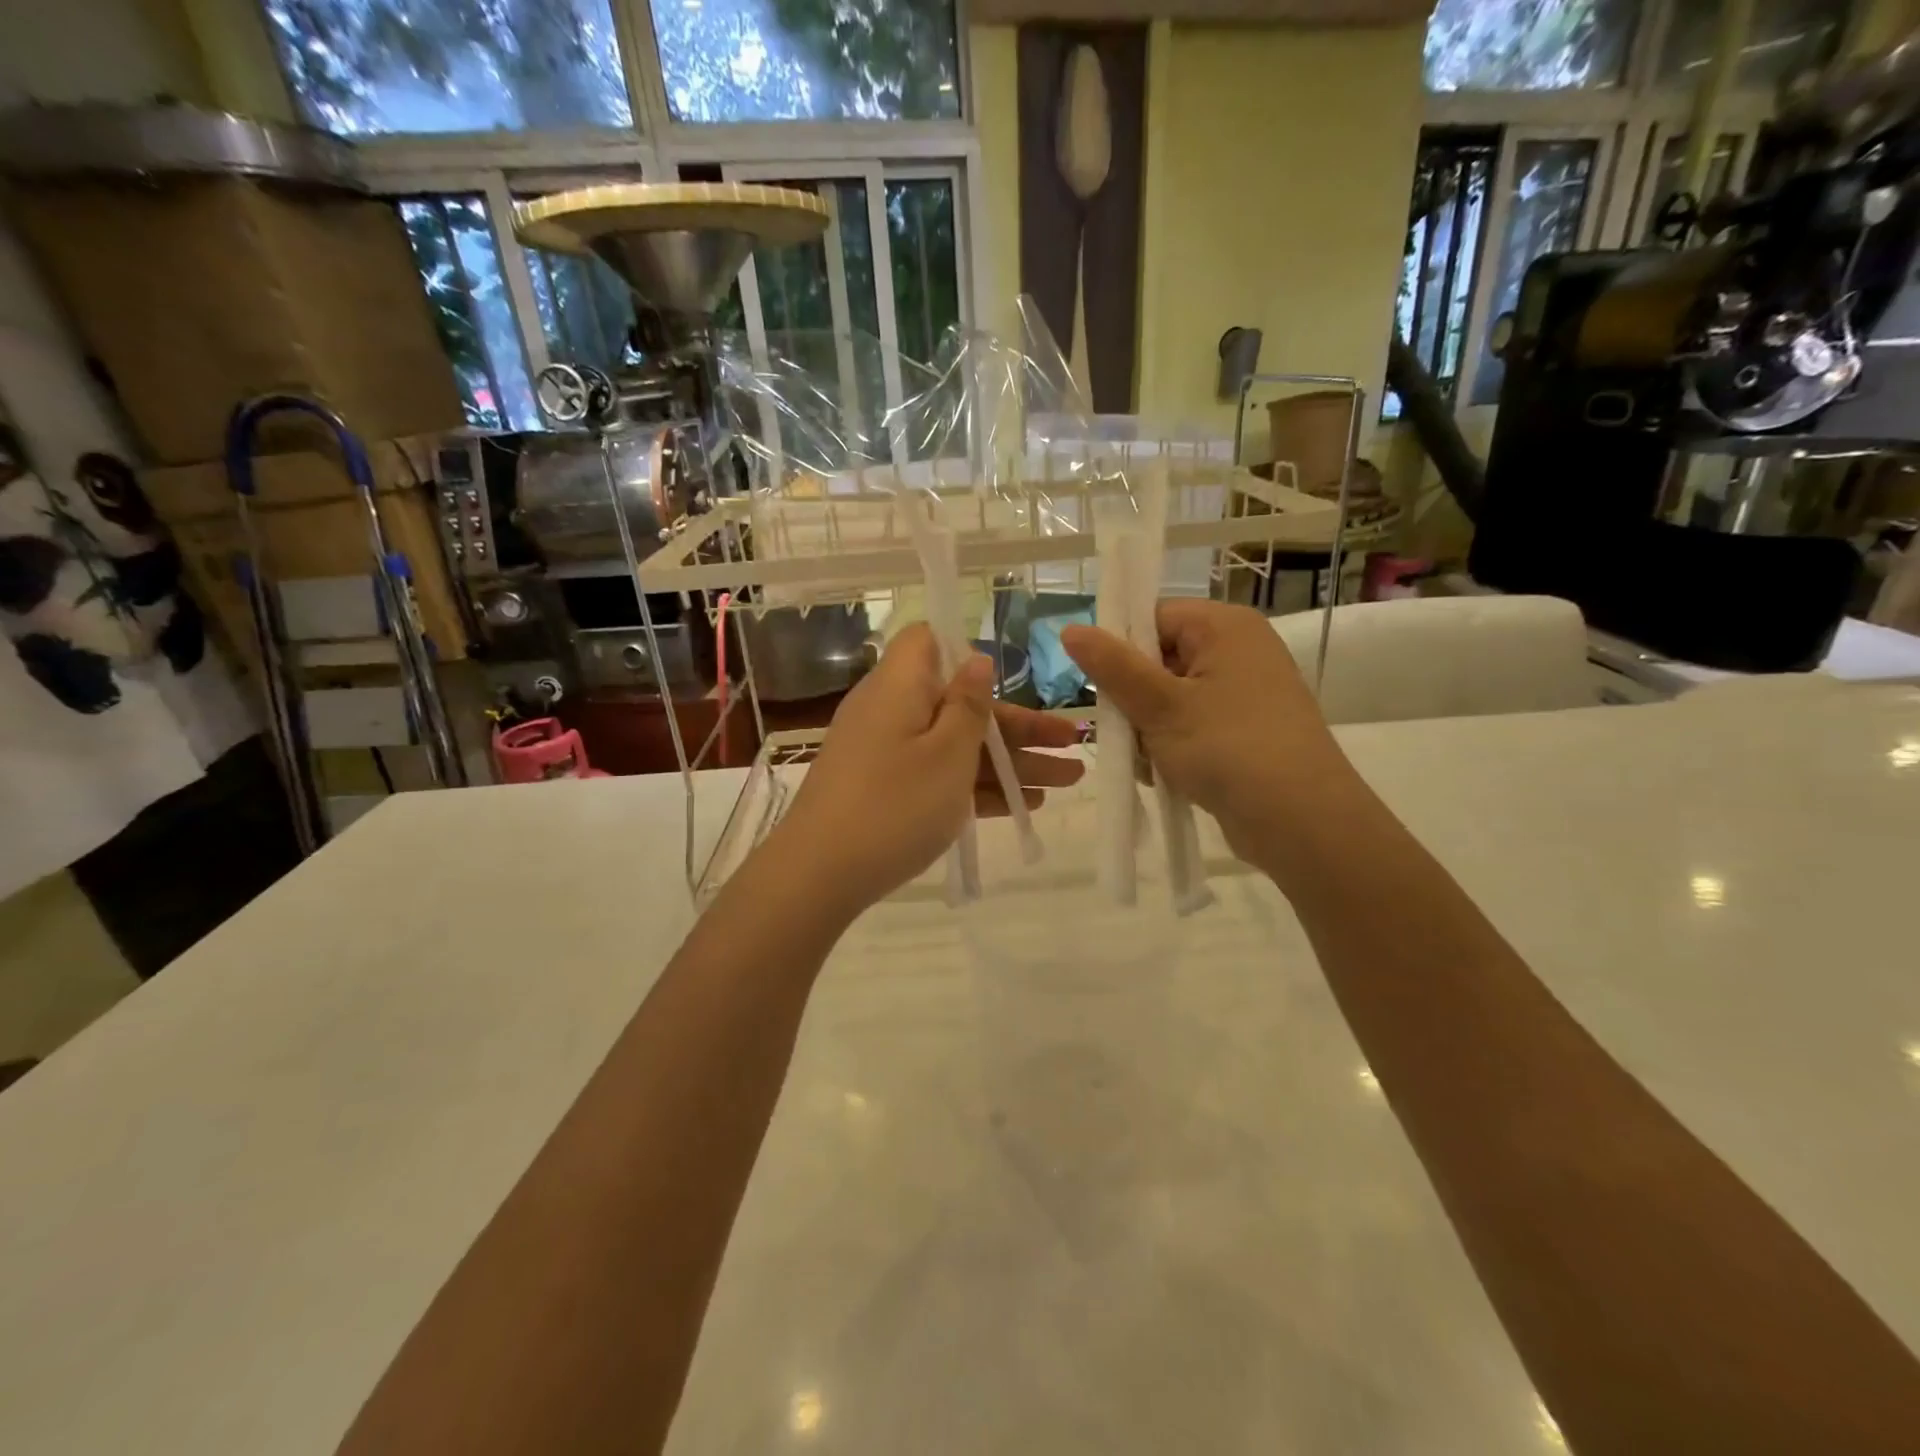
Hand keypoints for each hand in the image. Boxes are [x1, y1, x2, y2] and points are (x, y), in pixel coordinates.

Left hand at [774, 623, 1083, 917]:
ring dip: (1010, 762)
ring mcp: (886, 755)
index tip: (1008, 678)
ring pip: (956, 746)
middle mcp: (891, 712)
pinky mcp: (885, 791)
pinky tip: (1024, 805)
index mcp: (900, 686)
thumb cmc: (894, 804)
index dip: (969, 653)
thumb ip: (969, 706)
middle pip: (960, 704)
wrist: (819, 876)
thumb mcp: (948, 753)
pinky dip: (977, 786)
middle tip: (1073, 743)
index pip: (928, 641)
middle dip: (1018, 726)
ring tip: (1068, 779)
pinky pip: (938, 776)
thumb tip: (976, 658)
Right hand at [1060, 600, 1358, 867]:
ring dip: (1148, 729)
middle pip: (1159, 660)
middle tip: (1125, 731)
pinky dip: (1171, 746)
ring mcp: (1244, 694)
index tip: (1102, 686)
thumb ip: (1112, 666)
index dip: (1121, 648)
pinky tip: (1164, 774)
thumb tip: (1071, 629)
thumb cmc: (1228, 748)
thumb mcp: (1159, 705)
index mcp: (1224, 627)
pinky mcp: (1244, 731)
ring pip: (1169, 699)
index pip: (1153, 617)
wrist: (1300, 821)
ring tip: (1149, 761)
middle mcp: (1238, 651)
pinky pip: (1190, 726)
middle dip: (1134, 699)